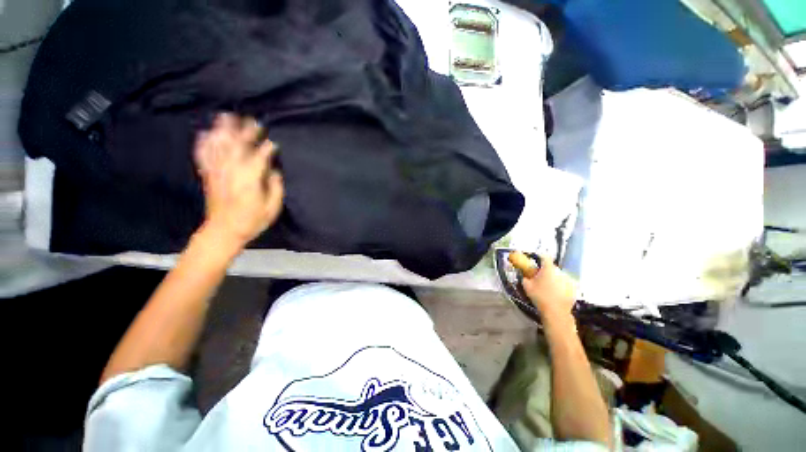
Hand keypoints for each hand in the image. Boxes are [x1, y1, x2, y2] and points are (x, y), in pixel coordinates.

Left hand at [194, 113, 283, 248]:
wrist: (224, 231)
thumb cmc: (252, 221)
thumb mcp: (272, 208)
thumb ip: (275, 188)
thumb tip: (274, 171)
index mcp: (250, 181)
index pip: (259, 158)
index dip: (266, 149)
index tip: (273, 143)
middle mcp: (231, 172)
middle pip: (238, 147)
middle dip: (246, 133)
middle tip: (252, 120)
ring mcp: (217, 172)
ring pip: (219, 147)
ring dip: (223, 130)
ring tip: (226, 116)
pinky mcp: (208, 175)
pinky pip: (203, 156)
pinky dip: (203, 143)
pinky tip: (204, 133)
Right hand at [522, 255, 576, 322]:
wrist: (556, 312)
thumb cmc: (539, 296)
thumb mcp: (526, 286)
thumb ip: (525, 277)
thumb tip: (525, 274)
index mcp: (548, 268)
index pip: (545, 256)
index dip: (539, 257)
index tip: (535, 261)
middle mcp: (560, 271)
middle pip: (552, 267)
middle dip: (546, 270)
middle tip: (540, 277)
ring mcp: (568, 280)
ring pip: (559, 275)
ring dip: (554, 278)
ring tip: (548, 287)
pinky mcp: (573, 289)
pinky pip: (565, 284)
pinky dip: (561, 286)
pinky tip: (556, 293)